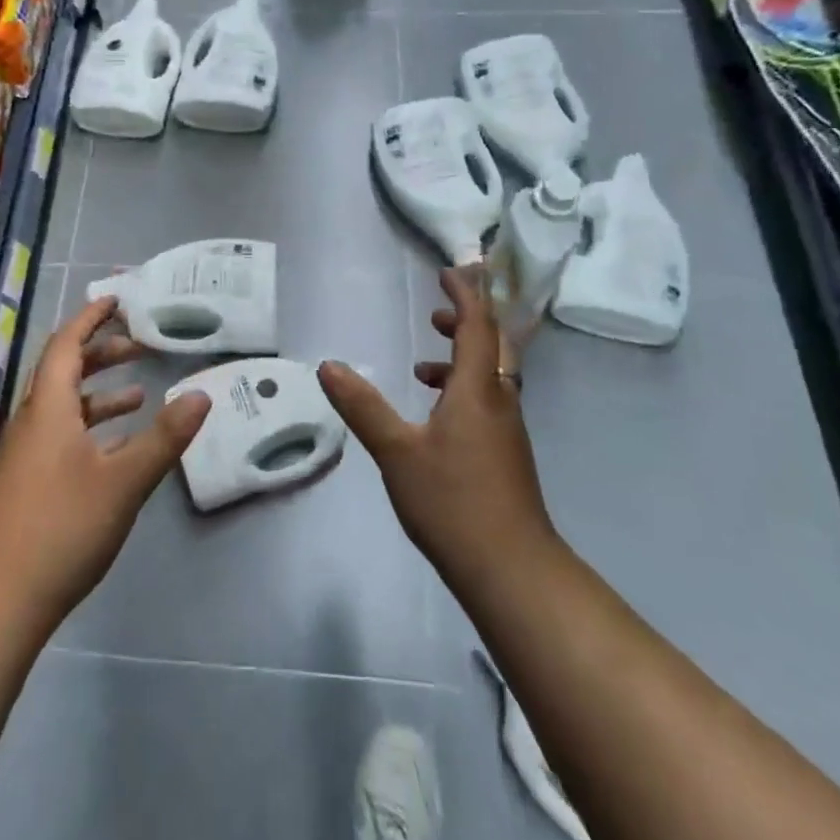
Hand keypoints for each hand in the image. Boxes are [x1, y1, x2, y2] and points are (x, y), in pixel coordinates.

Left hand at [0, 296, 210, 627]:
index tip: (117, 301)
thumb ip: (165, 437)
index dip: (91, 319)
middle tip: (140, 344)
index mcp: (48, 409)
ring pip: (63, 406)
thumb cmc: (61, 528)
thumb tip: (202, 394)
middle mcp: (32, 422)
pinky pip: (61, 435)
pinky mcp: (26, 484)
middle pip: (63, 371)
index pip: (66, 345)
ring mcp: (26, 455)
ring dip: (99, 392)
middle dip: (101, 352)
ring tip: (139, 392)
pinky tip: (116, 447)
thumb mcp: (124, 481)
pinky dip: (91, 427)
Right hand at [317, 268, 555, 588]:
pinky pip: (488, 402)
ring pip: (491, 376)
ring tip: (423, 366)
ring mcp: (506, 430)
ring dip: (463, 359)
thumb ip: (363, 406)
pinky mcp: (505, 455)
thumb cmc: (452, 501)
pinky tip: (434, 417)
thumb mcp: (396, 451)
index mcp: (477, 390)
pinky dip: (463, 391)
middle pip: (494, 345)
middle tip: (437, 313)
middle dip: (469, 322)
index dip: (465, 295)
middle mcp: (499, 401)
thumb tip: (329, 366)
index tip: (449, 272)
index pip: (478, 326)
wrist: (510, 568)